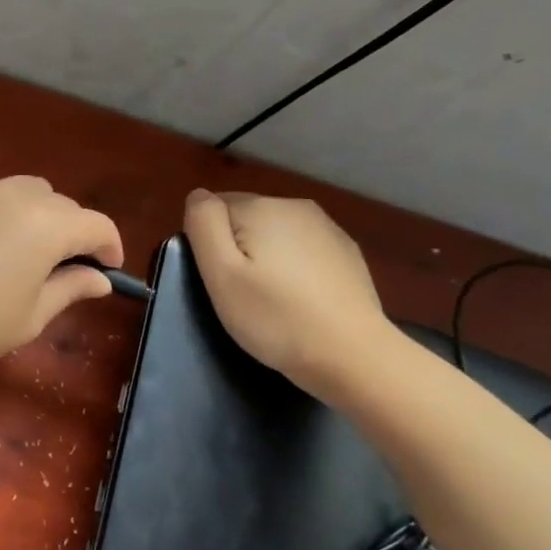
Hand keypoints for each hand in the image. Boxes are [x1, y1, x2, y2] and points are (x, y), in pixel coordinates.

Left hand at [0, 177, 124, 381]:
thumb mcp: (29, 318)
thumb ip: (70, 289)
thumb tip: (99, 278)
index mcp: (46, 226)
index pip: (96, 225)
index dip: (110, 247)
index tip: (108, 271)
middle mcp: (15, 195)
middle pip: (61, 204)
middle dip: (72, 232)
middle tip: (63, 270)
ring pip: (23, 192)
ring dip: (37, 217)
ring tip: (23, 254)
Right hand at [183, 190, 393, 396]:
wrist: (351, 354)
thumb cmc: (274, 316)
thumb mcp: (221, 274)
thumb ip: (204, 225)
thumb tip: (199, 195)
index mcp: (261, 207)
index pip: (214, 208)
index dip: (209, 244)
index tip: (220, 279)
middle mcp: (295, 206)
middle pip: (245, 218)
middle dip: (237, 248)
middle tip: (240, 294)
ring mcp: (327, 228)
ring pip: (275, 233)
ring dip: (265, 256)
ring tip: (270, 299)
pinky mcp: (346, 252)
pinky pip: (303, 249)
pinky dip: (293, 267)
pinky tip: (299, 299)